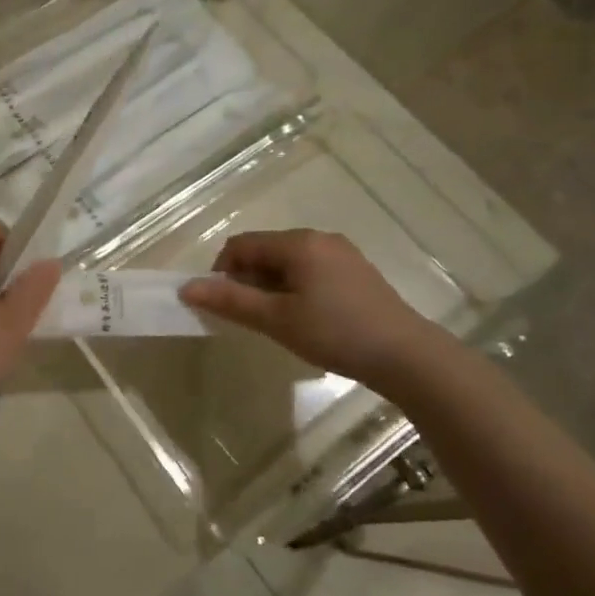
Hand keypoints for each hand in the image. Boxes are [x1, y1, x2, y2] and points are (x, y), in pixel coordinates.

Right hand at [180, 229, 450, 387]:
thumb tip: (186, 288)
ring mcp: (342, 254)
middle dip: (248, 280)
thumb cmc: (335, 333)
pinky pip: (311, 270)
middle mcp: (319, 239)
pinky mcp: (357, 272)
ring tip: (278, 321)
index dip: (222, 271)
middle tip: (251, 317)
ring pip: (288, 261)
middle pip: (265, 250)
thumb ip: (231, 301)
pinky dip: (295, 288)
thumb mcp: (276, 320)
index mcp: (297, 243)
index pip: (242, 245)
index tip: (224, 305)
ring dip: (271, 286)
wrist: (408, 357)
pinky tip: (306, 318)